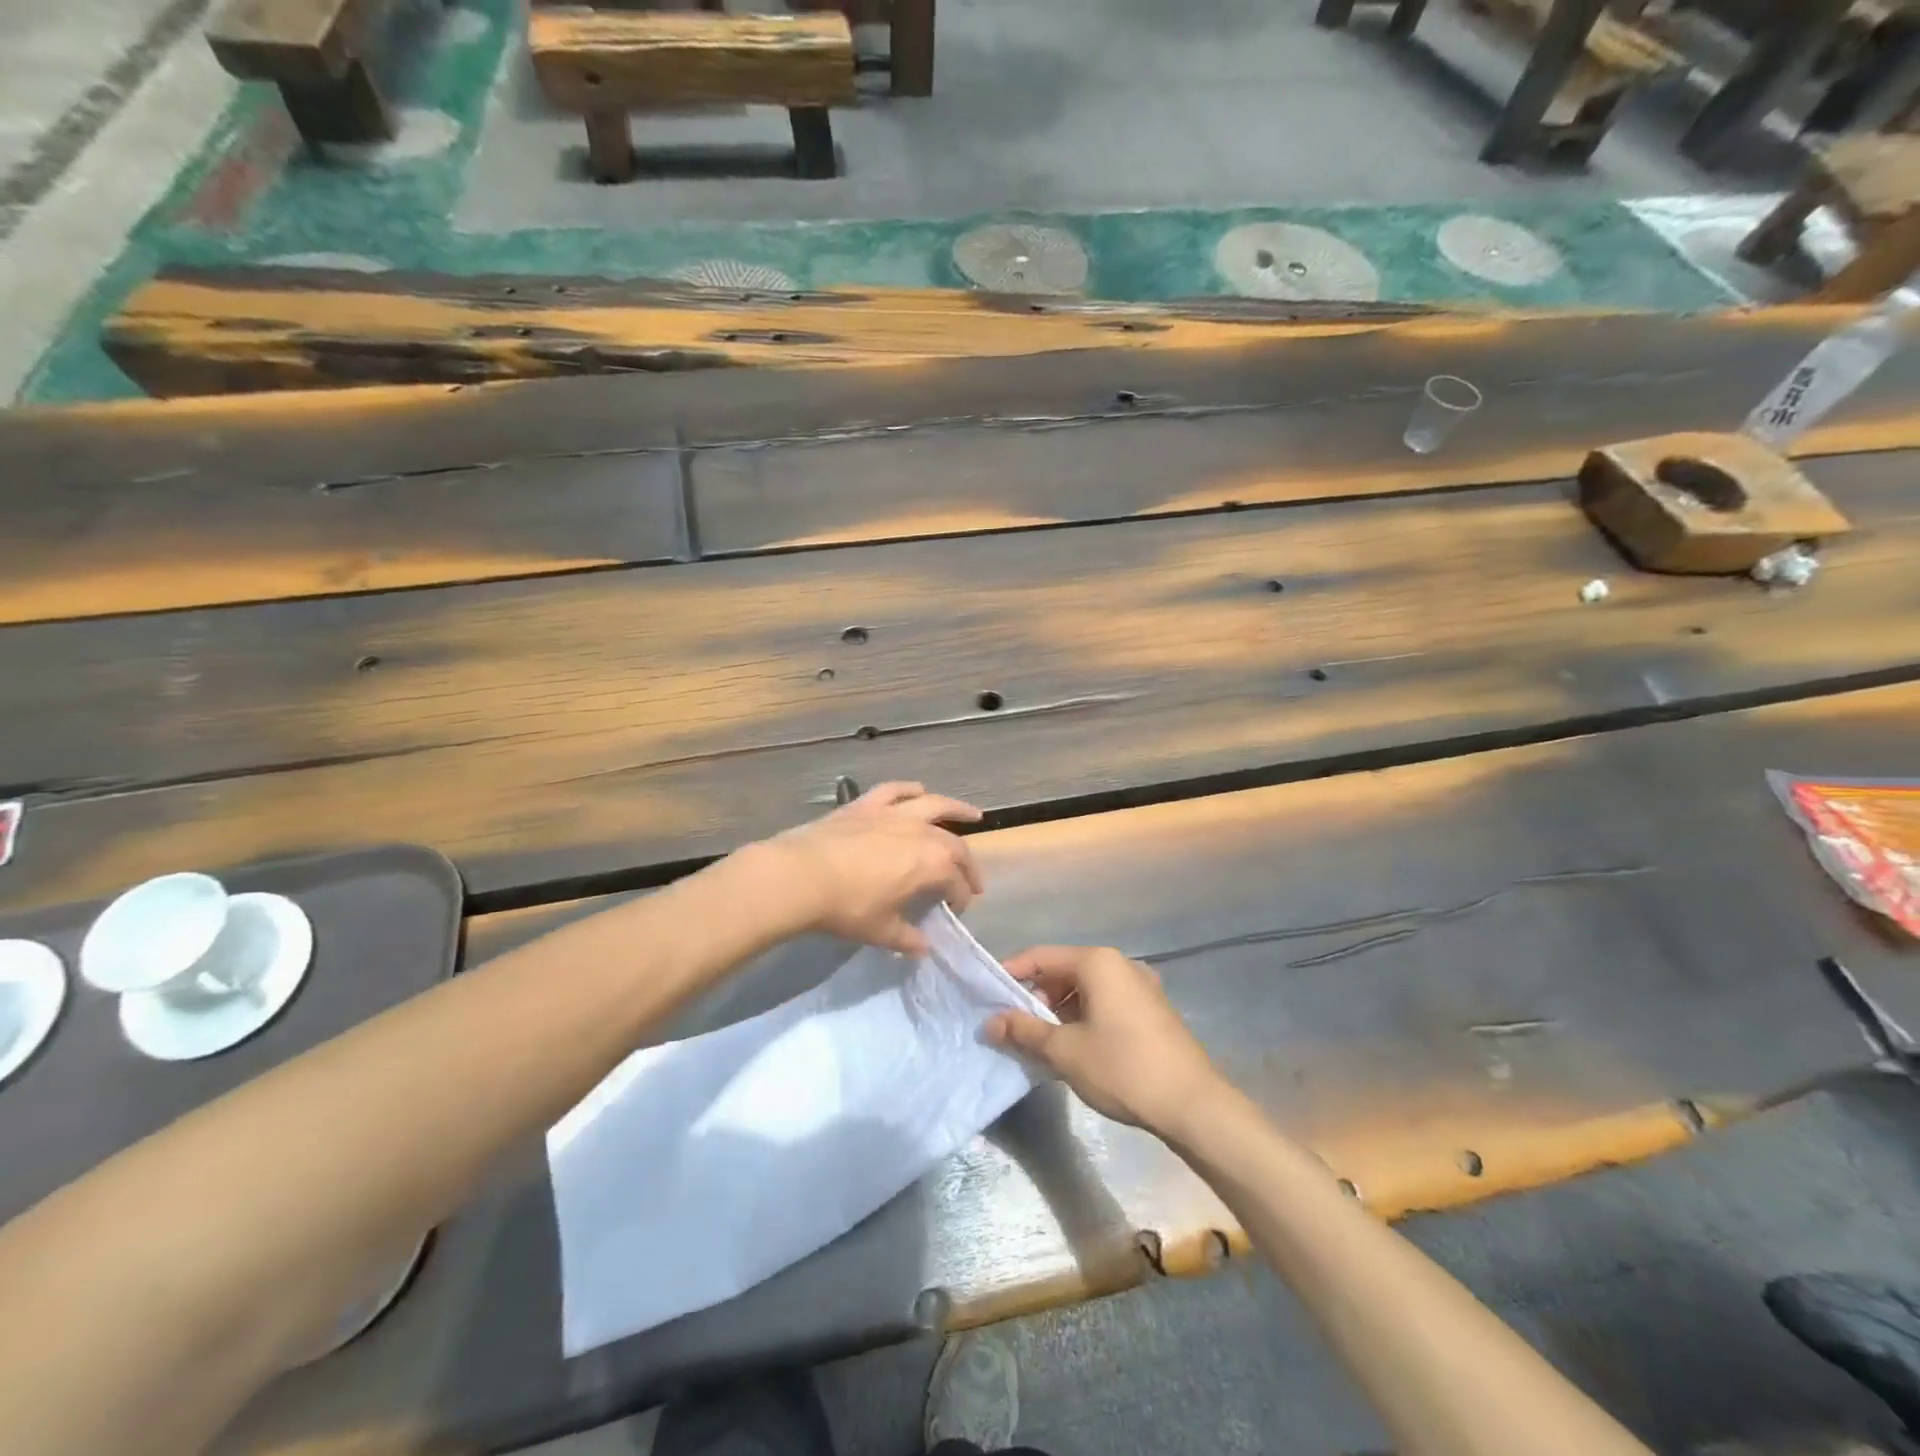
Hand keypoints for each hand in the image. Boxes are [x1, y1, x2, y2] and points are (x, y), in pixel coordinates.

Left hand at [761, 782, 983, 955]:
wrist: (803, 875)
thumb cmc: (848, 907)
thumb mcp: (881, 931)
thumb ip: (907, 938)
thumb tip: (923, 947)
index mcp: (932, 865)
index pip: (957, 883)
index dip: (962, 898)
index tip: (958, 909)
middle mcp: (921, 833)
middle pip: (955, 845)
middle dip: (967, 864)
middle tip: (971, 877)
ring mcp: (894, 814)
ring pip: (935, 805)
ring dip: (956, 809)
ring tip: (972, 814)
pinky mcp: (867, 804)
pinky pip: (895, 791)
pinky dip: (909, 789)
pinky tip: (919, 790)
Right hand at [988, 945, 1221, 1134]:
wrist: (1193, 1104)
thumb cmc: (1123, 1067)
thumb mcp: (1065, 1051)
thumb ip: (1024, 1031)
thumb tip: (990, 1023)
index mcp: (1097, 962)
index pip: (1040, 957)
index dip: (1011, 974)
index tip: (988, 997)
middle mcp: (1120, 964)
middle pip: (1064, 972)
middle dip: (1036, 998)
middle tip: (1015, 1029)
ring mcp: (1140, 987)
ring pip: (1086, 990)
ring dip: (1059, 1012)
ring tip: (1042, 1044)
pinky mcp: (1152, 1011)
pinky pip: (1106, 1004)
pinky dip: (1083, 1019)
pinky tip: (1075, 1049)